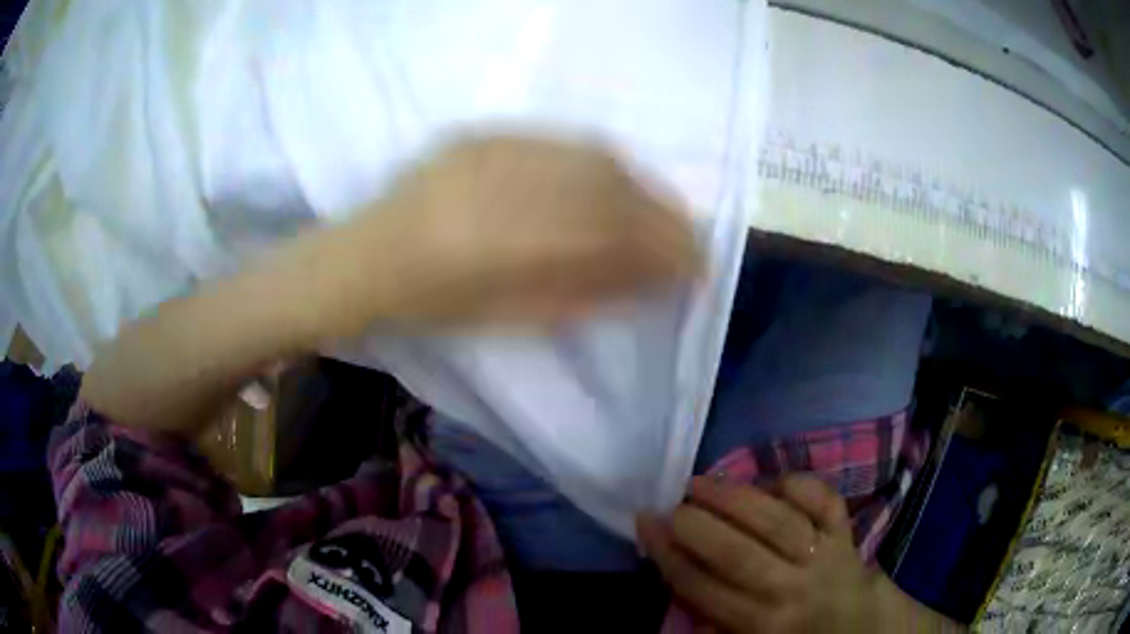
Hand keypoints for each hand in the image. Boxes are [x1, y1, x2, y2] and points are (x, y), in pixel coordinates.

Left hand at [345, 133, 701, 329]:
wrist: (367, 258)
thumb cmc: (434, 305)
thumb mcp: (514, 316)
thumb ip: (589, 293)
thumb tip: (652, 280)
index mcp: (522, 244)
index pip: (624, 236)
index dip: (672, 250)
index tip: (700, 267)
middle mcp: (518, 185)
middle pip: (619, 189)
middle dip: (665, 215)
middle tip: (687, 238)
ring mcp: (502, 151)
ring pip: (595, 158)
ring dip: (638, 184)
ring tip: (654, 210)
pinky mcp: (488, 135)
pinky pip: (561, 143)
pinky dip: (598, 163)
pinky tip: (607, 179)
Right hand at [637, 475, 881, 632]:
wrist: (859, 625)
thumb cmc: (794, 633)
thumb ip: (713, 615)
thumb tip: (673, 570)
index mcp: (761, 624)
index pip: (703, 587)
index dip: (668, 554)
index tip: (645, 523)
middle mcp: (791, 589)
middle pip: (737, 553)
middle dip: (696, 525)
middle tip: (672, 504)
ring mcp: (823, 555)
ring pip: (778, 521)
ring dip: (735, 498)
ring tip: (702, 482)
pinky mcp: (845, 531)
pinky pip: (824, 500)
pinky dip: (797, 484)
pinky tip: (770, 481)